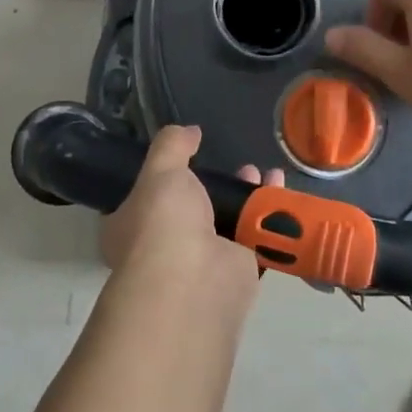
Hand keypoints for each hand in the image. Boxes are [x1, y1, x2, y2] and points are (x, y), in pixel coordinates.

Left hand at [100, 126, 279, 296]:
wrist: (193, 280)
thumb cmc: (162, 223)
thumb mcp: (161, 171)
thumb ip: (173, 145)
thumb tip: (189, 131)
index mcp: (130, 226)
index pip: (146, 198)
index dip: (167, 177)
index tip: (191, 158)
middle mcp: (162, 247)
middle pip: (195, 209)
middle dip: (220, 185)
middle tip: (242, 166)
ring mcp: (201, 263)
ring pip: (228, 222)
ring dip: (248, 197)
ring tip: (265, 173)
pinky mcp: (235, 273)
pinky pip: (254, 239)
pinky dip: (269, 217)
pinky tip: (281, 193)